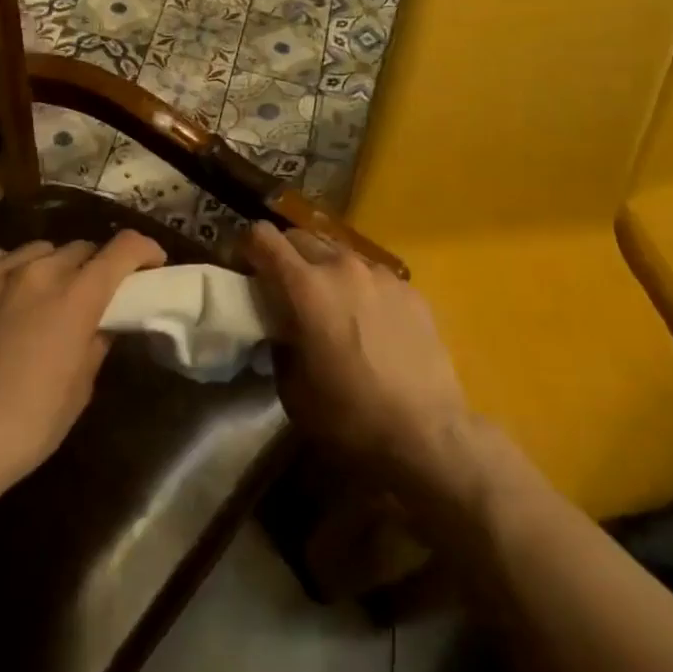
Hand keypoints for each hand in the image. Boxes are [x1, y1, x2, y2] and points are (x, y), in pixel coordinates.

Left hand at [0, 231, 165, 502]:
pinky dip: (11, 270)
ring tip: (46, 293)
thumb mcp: (77, 394)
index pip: (122, 250)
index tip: (152, 264)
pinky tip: (4, 294)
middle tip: (95, 292)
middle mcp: (35, 273)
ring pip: (36, 250)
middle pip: (80, 248)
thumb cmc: (22, 429)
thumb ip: (94, 347)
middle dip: (96, 265)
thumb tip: (99, 326)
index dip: (145, 250)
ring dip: (53, 266)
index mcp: (74, 298)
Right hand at [246, 222, 471, 490]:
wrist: (427, 433)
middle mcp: (342, 266)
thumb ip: (279, 345)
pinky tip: (370, 322)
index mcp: (306, 287)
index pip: (263, 237)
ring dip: (324, 270)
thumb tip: (280, 329)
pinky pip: (373, 274)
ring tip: (330, 305)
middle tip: (284, 289)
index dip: (248, 247)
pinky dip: (360, 287)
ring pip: (339, 253)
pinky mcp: (410, 289)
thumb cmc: (350, 417)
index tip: (245, 268)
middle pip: (301, 237)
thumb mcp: (293, 390)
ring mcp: (381, 274)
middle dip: (285, 256)